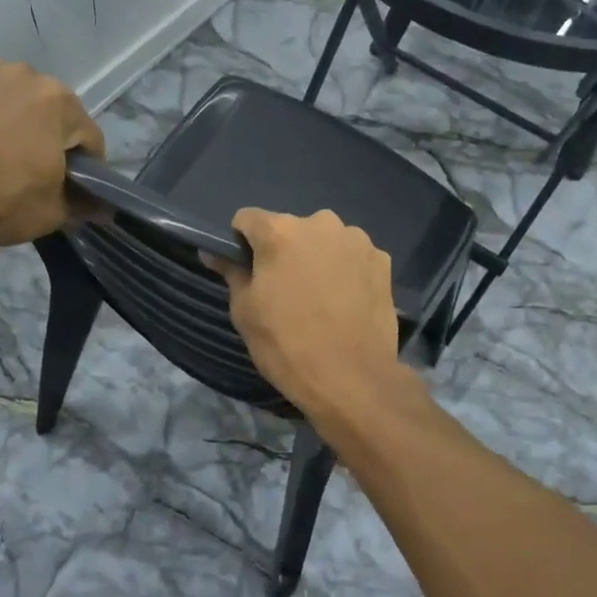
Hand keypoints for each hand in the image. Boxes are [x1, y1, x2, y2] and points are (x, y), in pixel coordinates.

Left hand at [0, 56, 103, 246]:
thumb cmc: (1, 197)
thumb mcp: (52, 212)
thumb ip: (83, 206)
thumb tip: (103, 210)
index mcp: (62, 102)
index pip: (91, 141)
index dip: (90, 172)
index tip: (77, 194)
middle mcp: (32, 76)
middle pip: (59, 117)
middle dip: (56, 143)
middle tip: (42, 178)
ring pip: (26, 106)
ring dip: (27, 127)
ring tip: (10, 160)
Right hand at [211, 209, 406, 419]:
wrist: (351, 377)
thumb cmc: (287, 344)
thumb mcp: (245, 311)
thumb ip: (231, 272)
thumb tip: (214, 253)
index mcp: (280, 231)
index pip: (247, 219)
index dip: (242, 243)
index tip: (247, 270)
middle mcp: (320, 223)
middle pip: (290, 228)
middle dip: (284, 251)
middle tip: (285, 290)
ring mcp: (356, 240)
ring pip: (324, 240)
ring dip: (318, 258)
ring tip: (320, 298)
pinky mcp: (382, 260)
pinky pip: (353, 257)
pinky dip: (346, 270)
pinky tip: (346, 302)